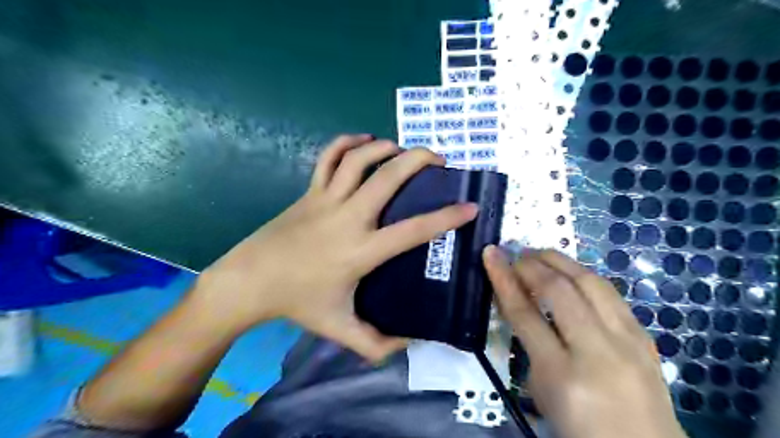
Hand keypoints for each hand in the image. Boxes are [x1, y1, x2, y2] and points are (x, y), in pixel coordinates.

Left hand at [192, 136, 477, 360]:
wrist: (250, 280)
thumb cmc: (297, 302)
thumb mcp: (339, 328)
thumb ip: (375, 344)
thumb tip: (409, 344)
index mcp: (361, 250)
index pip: (413, 231)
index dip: (446, 218)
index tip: (469, 207)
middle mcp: (348, 217)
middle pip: (388, 177)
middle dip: (418, 160)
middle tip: (438, 159)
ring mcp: (326, 199)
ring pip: (359, 159)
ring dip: (385, 147)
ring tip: (403, 149)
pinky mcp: (309, 191)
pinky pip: (328, 157)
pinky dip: (346, 142)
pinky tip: (363, 140)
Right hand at [486, 246, 684, 437]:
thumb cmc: (579, 427)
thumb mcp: (540, 391)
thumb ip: (528, 344)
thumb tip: (520, 300)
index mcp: (562, 374)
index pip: (525, 313)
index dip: (504, 279)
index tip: (491, 254)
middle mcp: (597, 351)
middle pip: (560, 290)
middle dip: (532, 264)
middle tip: (516, 255)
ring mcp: (628, 341)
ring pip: (591, 282)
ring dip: (560, 261)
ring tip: (540, 256)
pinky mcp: (645, 336)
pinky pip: (610, 293)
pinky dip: (584, 276)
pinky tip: (571, 274)